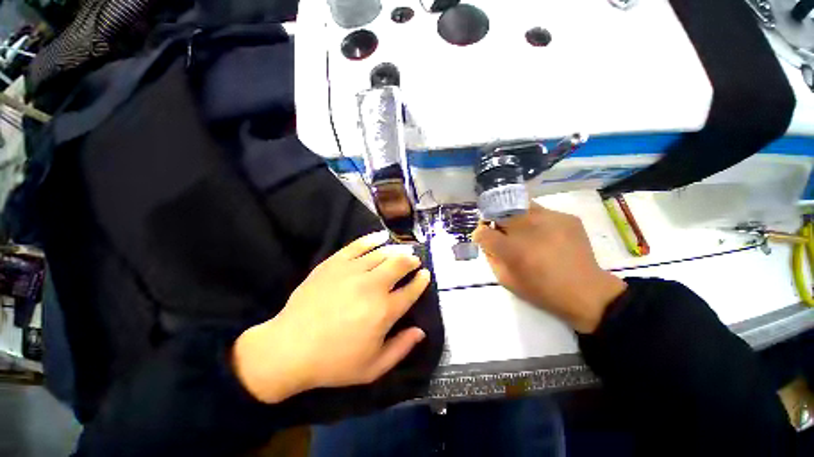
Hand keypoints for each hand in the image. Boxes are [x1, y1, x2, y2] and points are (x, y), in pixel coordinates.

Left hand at [232, 231, 430, 403]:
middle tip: (414, 261)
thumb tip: (421, 332)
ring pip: (382, 252)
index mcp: (384, 311)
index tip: (425, 275)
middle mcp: (373, 286)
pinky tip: (381, 236)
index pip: (411, 290)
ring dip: (397, 250)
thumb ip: (401, 349)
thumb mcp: (373, 368)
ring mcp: (353, 271)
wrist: (289, 348)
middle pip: (400, 264)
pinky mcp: (335, 263)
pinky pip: (358, 245)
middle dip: (411, 260)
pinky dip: (373, 239)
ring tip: (402, 250)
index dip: (421, 281)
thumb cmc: (334, 362)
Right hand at [472, 202, 626, 333]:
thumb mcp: (506, 280)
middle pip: (500, 211)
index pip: (483, 232)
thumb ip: (491, 257)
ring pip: (520, 205)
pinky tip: (545, 235)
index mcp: (512, 249)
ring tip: (523, 230)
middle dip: (496, 220)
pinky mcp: (566, 217)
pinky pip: (541, 212)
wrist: (587, 292)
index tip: (484, 238)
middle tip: (502, 231)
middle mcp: (528, 228)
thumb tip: (487, 241)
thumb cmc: (542, 290)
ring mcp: (549, 218)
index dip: (480, 234)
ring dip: (515, 216)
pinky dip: (536, 221)